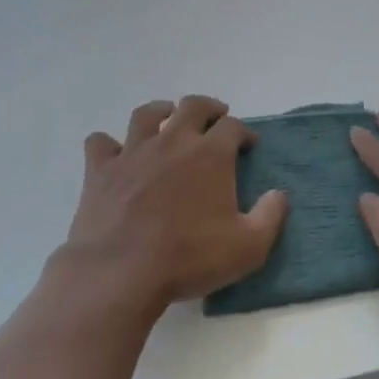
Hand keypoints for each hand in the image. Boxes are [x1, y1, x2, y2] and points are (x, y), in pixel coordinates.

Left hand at [53, 96, 287, 317]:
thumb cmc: (189, 258)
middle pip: (192, 106)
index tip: (248, 145)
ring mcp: (133, 152)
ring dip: (161, 111)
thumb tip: (278, 194)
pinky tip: (115, 154)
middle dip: (208, 108)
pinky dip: (109, 144)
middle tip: (214, 119)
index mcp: (211, 154)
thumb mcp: (249, 247)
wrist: (120, 272)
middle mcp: (173, 142)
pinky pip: (100, 142)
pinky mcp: (100, 170)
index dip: (243, 132)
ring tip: (167, 119)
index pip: (233, 126)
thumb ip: (270, 216)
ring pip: (147, 114)